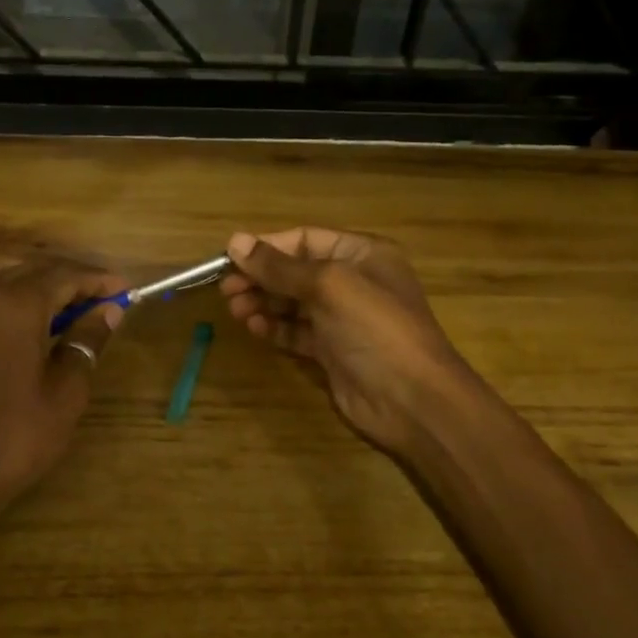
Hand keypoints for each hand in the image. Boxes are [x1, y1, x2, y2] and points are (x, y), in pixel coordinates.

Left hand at [0, 255, 129, 518]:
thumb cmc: (15, 438)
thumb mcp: (65, 393)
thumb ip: (86, 342)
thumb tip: (107, 312)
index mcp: (14, 307)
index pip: (63, 276)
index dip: (97, 281)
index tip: (124, 291)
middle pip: (30, 268)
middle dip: (68, 277)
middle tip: (100, 298)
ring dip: (31, 277)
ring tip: (58, 300)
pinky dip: (2, 290)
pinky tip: (19, 318)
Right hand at [221, 227, 472, 457]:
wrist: (411, 399)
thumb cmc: (375, 328)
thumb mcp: (328, 286)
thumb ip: (279, 266)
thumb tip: (234, 241)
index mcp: (361, 254)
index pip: (304, 239)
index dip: (266, 247)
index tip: (229, 259)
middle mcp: (352, 282)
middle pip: (295, 272)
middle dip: (260, 278)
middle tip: (226, 290)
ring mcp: (342, 319)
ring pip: (292, 303)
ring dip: (263, 303)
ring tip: (236, 311)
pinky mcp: (332, 351)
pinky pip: (296, 332)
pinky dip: (275, 328)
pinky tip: (256, 329)